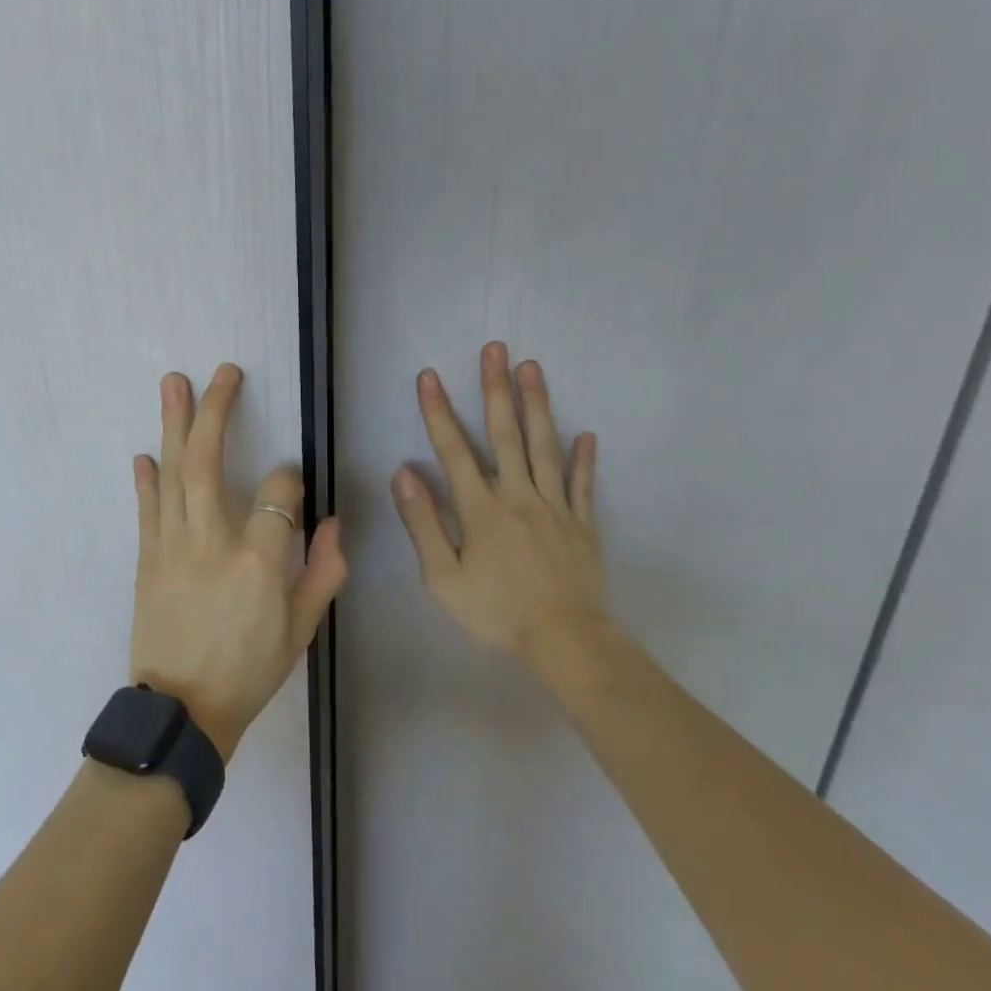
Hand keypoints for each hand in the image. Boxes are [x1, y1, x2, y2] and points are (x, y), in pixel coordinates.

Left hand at [130, 364, 346, 761]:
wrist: (182, 711)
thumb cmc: (250, 669)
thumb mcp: (302, 629)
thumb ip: (324, 571)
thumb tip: (334, 522)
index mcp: (260, 559)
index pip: (280, 491)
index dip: (291, 478)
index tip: (292, 482)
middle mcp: (213, 540)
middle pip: (209, 460)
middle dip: (217, 410)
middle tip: (224, 372)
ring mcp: (172, 545)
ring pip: (172, 472)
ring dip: (173, 423)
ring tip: (173, 382)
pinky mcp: (146, 557)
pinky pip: (146, 507)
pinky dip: (145, 477)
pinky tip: (145, 451)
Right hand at [391, 342, 608, 664]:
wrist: (567, 642)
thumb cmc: (496, 612)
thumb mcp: (443, 577)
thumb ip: (424, 523)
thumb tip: (404, 474)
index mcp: (481, 508)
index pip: (454, 450)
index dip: (439, 411)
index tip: (429, 376)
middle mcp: (519, 495)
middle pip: (506, 434)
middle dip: (496, 389)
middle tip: (495, 348)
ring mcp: (555, 507)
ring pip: (545, 447)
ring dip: (537, 405)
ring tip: (532, 367)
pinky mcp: (583, 524)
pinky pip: (583, 485)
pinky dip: (584, 459)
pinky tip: (586, 434)